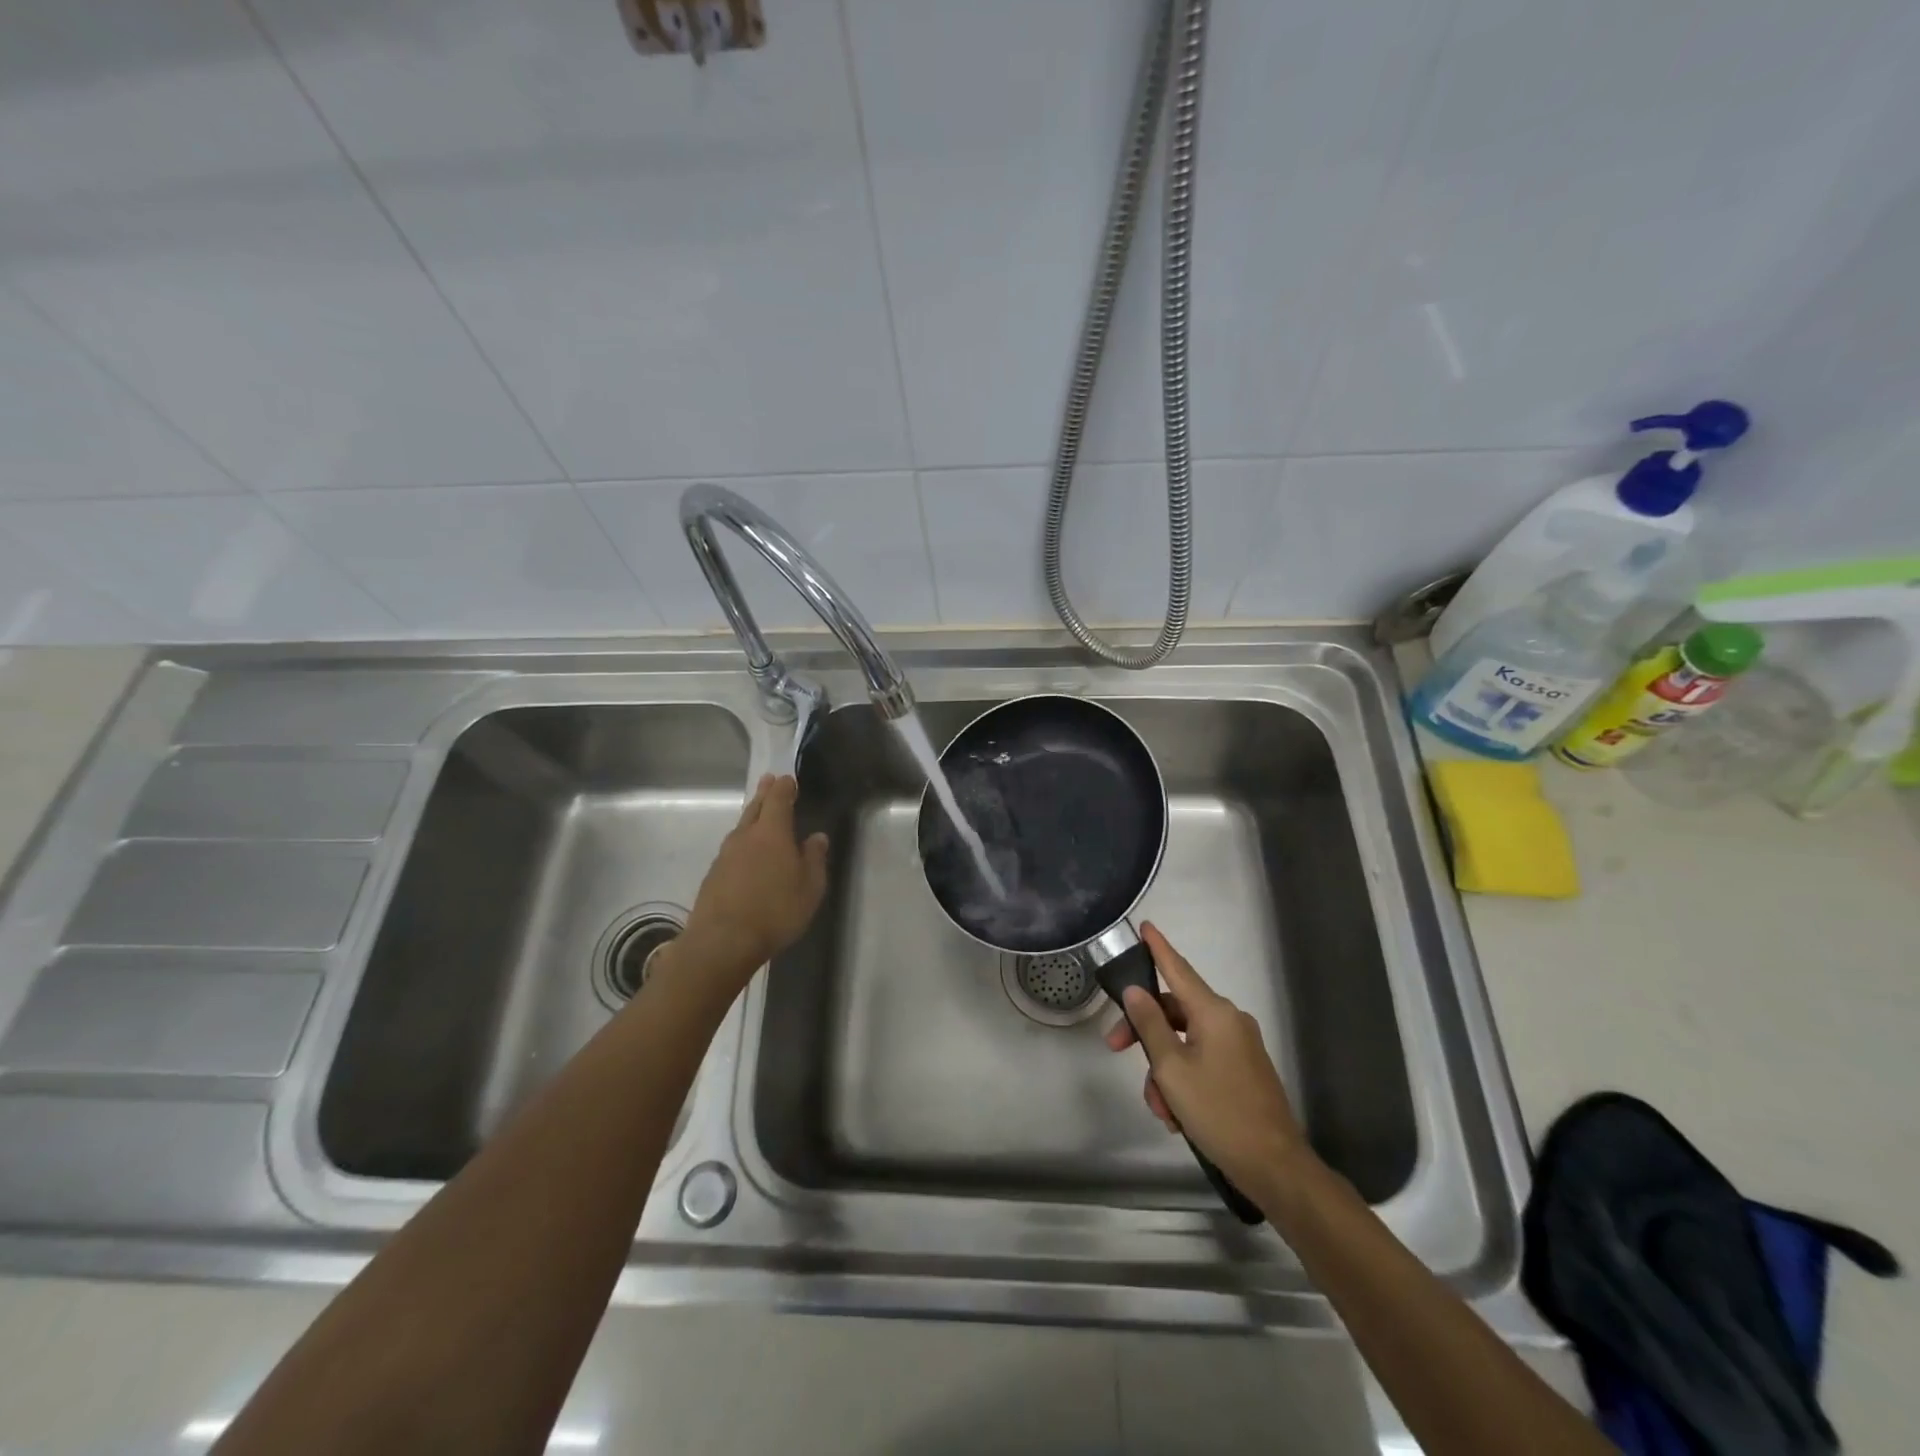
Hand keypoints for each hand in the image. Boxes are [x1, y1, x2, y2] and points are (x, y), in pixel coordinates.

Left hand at [673, 774, 828, 987]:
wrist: (723, 941)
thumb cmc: (775, 910)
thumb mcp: (810, 887)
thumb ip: (814, 859)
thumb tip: (817, 837)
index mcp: (772, 832)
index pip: (778, 799)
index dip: (785, 787)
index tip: (789, 779)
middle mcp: (745, 836)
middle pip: (755, 807)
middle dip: (764, 793)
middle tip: (769, 780)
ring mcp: (725, 855)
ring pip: (741, 828)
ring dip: (752, 817)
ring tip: (759, 814)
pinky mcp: (713, 875)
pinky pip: (732, 849)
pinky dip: (742, 843)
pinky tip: (746, 854)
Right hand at [1104, 922, 1309, 1193]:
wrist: (1275, 1167)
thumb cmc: (1219, 1112)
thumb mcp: (1172, 1069)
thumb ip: (1150, 1025)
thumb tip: (1136, 991)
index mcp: (1214, 1013)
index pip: (1178, 969)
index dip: (1158, 948)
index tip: (1145, 926)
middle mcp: (1229, 1021)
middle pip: (1174, 1012)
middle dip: (1144, 1033)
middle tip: (1115, 1049)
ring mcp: (1239, 1046)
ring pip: (1184, 1042)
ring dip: (1163, 1070)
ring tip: (1161, 1109)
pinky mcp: (1243, 1070)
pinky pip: (1201, 1061)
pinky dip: (1183, 1080)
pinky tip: (1177, 1115)